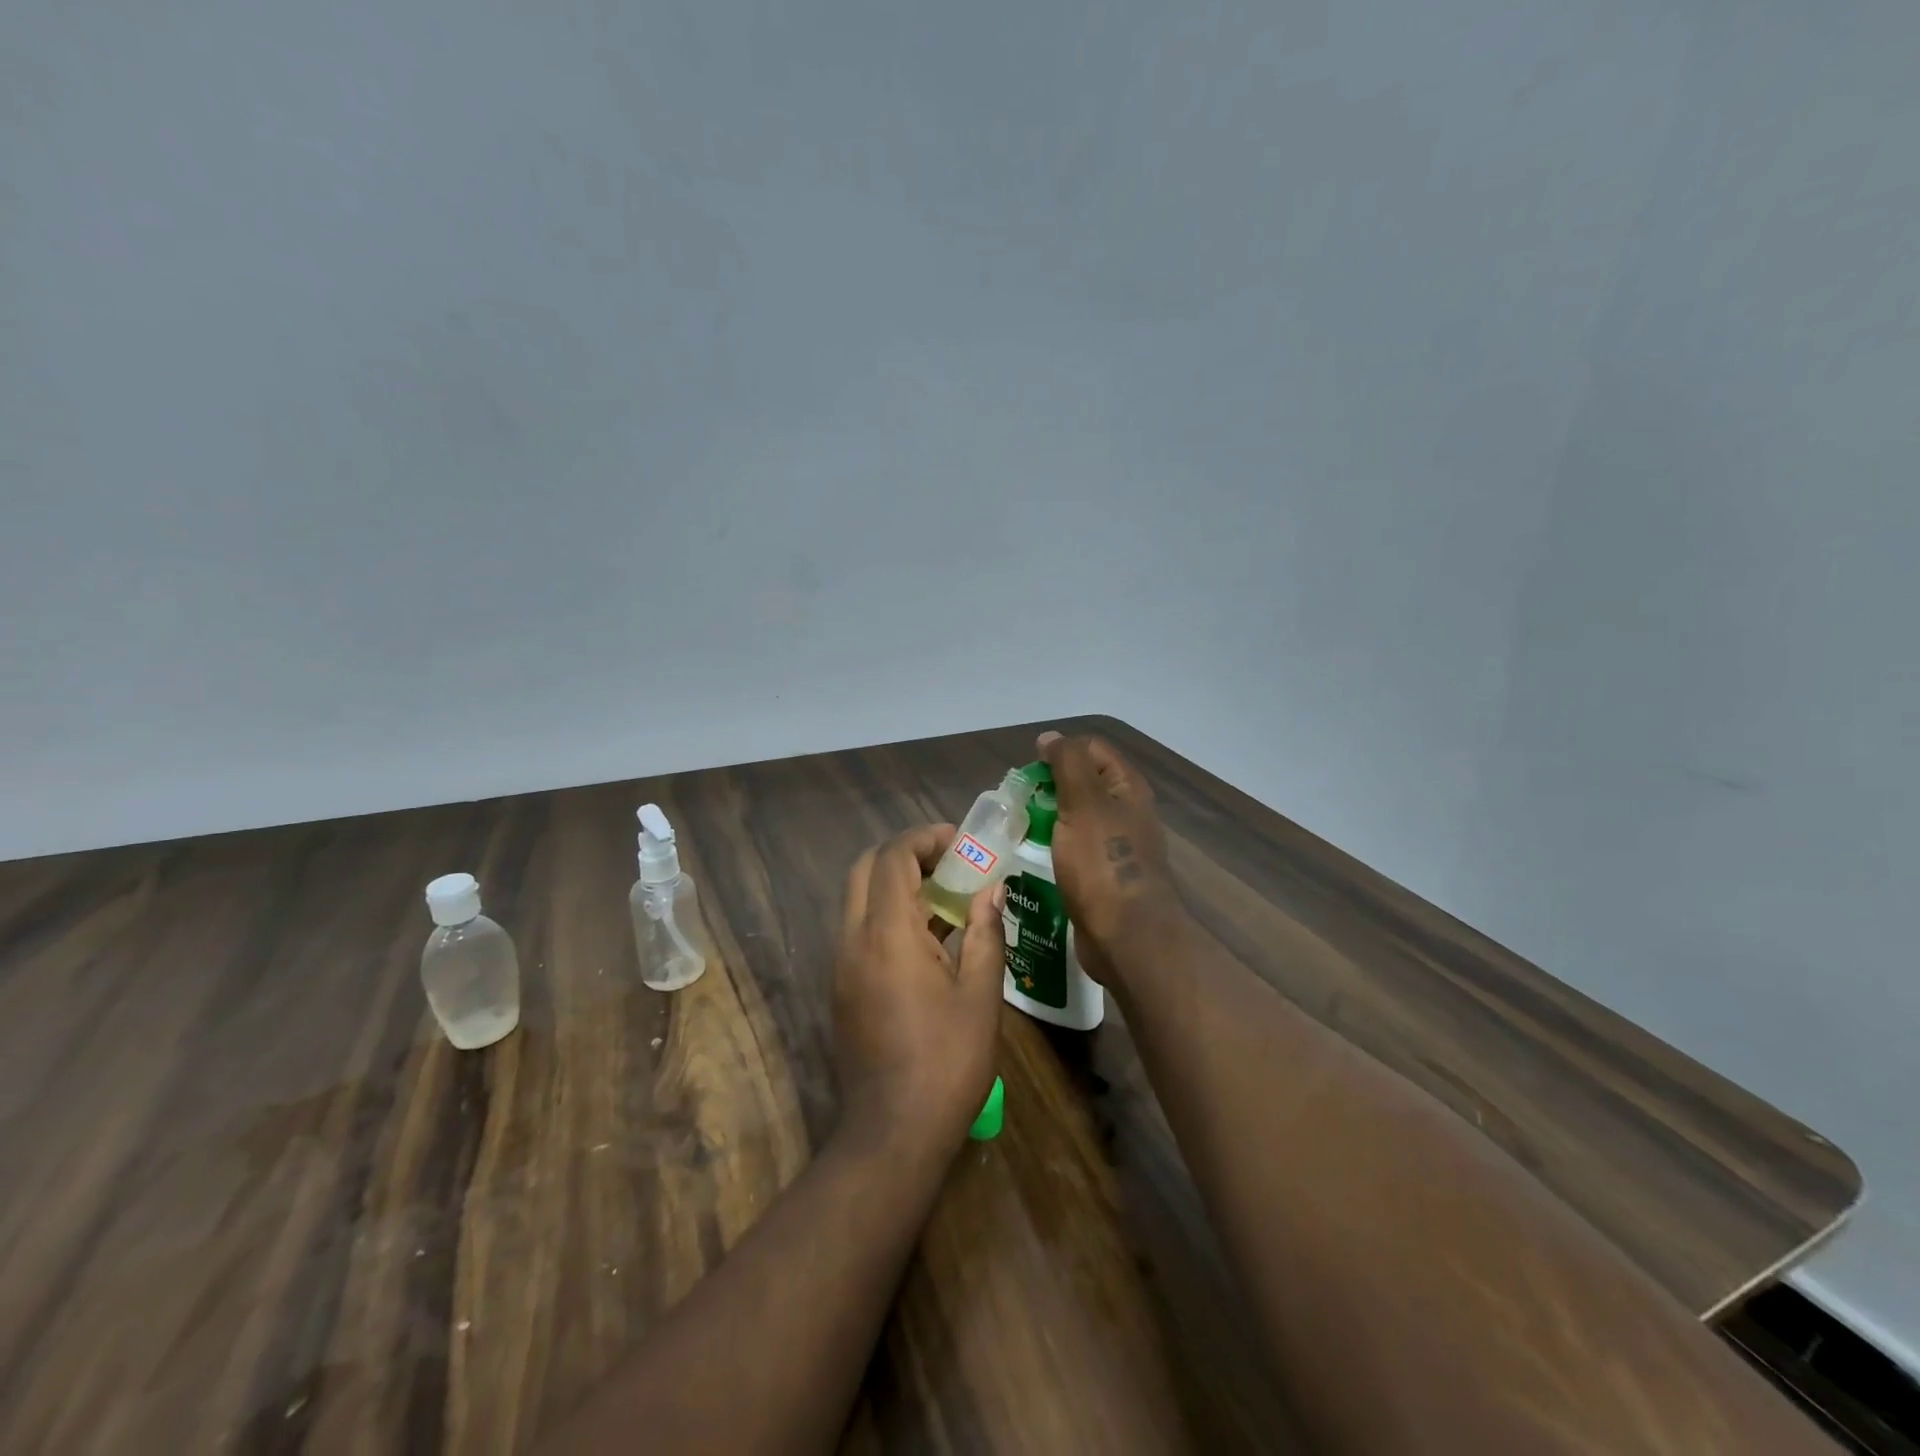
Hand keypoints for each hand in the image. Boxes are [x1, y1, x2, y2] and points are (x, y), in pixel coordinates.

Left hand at [832, 824, 1006, 1156]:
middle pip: (866, 868)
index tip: (961, 843)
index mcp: (887, 933)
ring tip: (944, 896)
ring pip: (858, 898)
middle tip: (948, 863)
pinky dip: (886, 914)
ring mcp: (840, 964)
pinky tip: (927, 938)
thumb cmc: (947, 1060)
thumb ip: (986, 932)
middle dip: (905, 854)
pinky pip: (858, 929)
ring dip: (894, 883)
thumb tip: (992, 889)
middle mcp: (853, 938)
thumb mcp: (981, 994)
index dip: (925, 838)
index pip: (893, 857)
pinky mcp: (840, 987)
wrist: (893, 1132)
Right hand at [1038, 731, 1185, 983]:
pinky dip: (1054, 845)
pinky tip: (1033, 855)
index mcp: (1127, 788)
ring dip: (1049, 817)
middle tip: (1019, 801)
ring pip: (1077, 817)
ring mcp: (1115, 845)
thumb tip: (1051, 737)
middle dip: (1050, 786)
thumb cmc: (1103, 864)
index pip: (1091, 750)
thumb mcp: (1083, 803)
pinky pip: (1074, 848)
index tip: (1030, 771)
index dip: (1060, 751)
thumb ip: (1068, 764)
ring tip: (1018, 827)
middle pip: (1084, 782)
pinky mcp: (1103, 875)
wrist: (1126, 937)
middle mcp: (1125, 812)